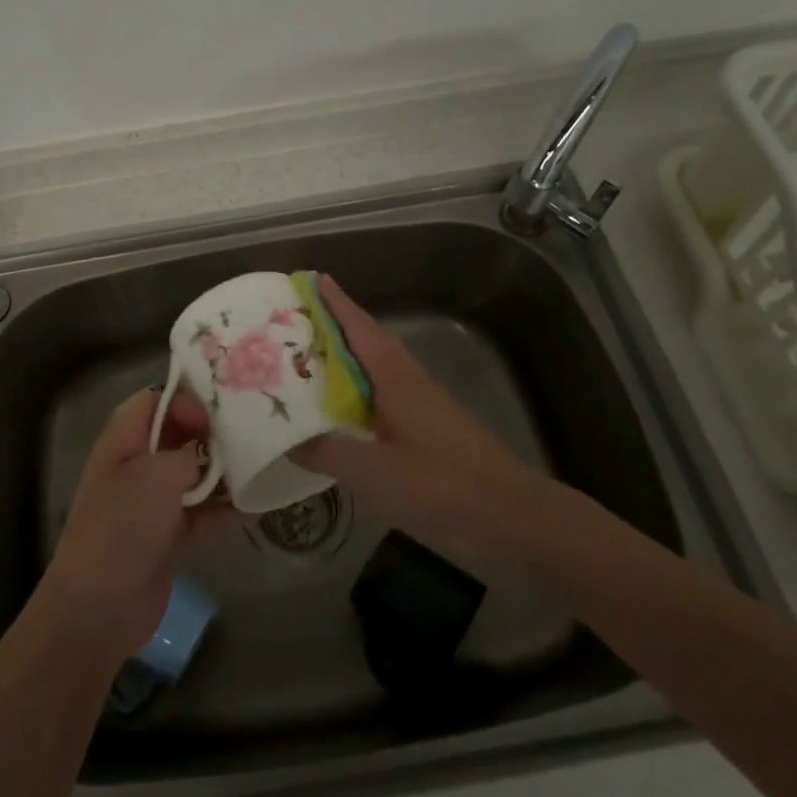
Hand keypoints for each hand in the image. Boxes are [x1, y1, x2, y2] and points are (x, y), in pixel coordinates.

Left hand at [38, 387, 229, 661]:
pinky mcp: (168, 536)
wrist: (99, 608)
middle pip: (177, 436)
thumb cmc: (123, 526)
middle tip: (249, 434)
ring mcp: (152, 503)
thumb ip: (188, 454)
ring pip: (193, 475)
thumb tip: (208, 457)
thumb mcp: (156, 475)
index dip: (184, 400)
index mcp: (122, 441)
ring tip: (261, 465)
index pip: (153, 402)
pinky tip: (256, 506)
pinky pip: (201, 514)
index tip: (216, 414)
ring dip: (223, 473)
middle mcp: (136, 466)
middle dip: (211, 434)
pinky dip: (224, 510)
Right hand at [295, 275, 551, 568]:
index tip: (314, 279)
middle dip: (335, 328)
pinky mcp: (429, 432)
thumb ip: (327, 452)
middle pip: (368, 343)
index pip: (360, 328)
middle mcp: (409, 382)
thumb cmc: (441, 484)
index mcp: (396, 378)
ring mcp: (422, 407)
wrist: (512, 517)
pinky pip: (382, 399)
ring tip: (309, 363)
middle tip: (295, 322)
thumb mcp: (373, 472)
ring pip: (375, 372)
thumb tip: (285, 438)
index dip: (336, 303)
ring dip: (345, 361)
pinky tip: (341, 414)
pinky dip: (357, 394)